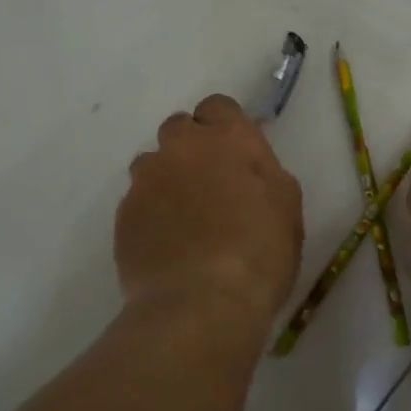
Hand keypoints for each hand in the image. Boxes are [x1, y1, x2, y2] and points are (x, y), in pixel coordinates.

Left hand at [116, 95, 303, 326]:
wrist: (201, 304)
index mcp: (227, 138)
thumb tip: (248, 168)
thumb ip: (264, 173)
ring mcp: (146, 180)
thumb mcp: (287, 206)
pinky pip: (138, 201)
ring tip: (186, 218)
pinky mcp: (123, 214)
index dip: (225, 127)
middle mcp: (181, 147)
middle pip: (179, 128)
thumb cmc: (260, 252)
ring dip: (168, 179)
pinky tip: (168, 244)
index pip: (218, 106)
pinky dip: (152, 213)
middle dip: (192, 148)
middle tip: (212, 184)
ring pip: (153, 164)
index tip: (236, 155)